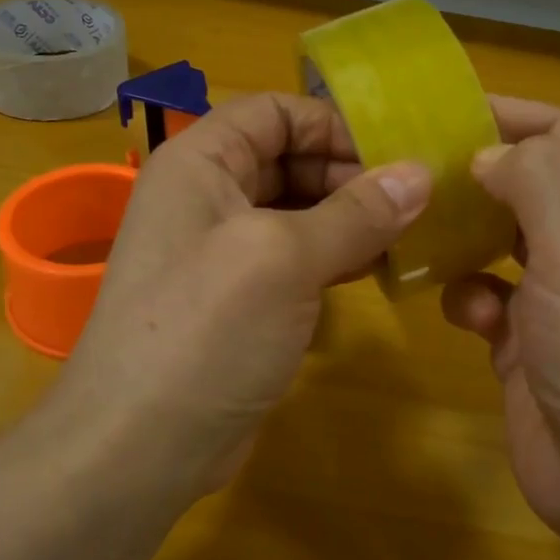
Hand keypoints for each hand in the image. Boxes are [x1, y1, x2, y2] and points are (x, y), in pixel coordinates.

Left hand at [55, 92, 430, 495]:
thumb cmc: (204, 331)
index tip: (393, 154)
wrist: (138, 447)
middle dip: (349, 175)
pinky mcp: (238, 302)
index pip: (273, 112)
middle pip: (288, 159)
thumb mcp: (284, 259)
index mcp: (200, 163)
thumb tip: (421, 174)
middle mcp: (206, 198)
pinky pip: (293, 260)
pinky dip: (334, 258)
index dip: (332, 124)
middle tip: (415, 201)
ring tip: (410, 236)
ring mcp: (220, 253)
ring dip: (349, 219)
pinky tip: (376, 272)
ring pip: (296, 213)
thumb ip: (355, 213)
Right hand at [441, 96, 559, 540]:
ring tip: (420, 235)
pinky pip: (490, 298)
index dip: (504, 116)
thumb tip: (488, 158)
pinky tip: (466, 316)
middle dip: (473, 178)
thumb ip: (538, 180)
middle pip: (527, 187)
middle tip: (409, 172)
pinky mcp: (533, 344)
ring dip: (464, 238)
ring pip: (500, 242)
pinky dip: (471, 298)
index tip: (435, 111)